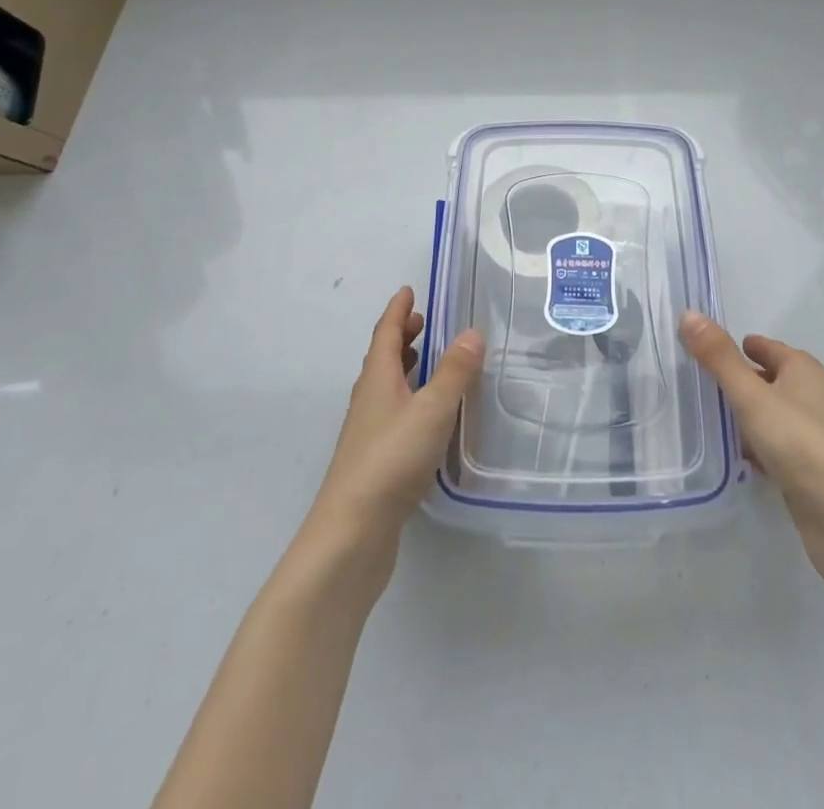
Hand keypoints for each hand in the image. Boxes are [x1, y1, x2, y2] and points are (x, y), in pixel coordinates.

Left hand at [302, 287, 485, 574]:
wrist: (352, 533)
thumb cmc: (391, 459)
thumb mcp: (432, 409)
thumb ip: (454, 372)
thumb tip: (472, 332)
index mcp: (377, 379)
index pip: (386, 334)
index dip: (398, 311)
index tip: (408, 290)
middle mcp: (368, 399)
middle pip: (383, 358)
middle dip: (402, 336)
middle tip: (423, 321)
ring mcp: (368, 432)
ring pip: (386, 386)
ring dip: (403, 366)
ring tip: (425, 360)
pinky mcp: (375, 460)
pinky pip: (392, 413)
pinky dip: (408, 398)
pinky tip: (425, 416)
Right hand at [680, 313, 823, 593]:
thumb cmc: (802, 446)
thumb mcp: (753, 397)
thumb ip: (719, 358)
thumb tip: (688, 314)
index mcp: (803, 370)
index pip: (765, 347)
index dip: (737, 345)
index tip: (701, 348)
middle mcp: (811, 396)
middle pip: (766, 379)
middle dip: (735, 380)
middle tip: (693, 381)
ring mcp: (811, 435)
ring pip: (768, 414)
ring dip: (742, 415)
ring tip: (702, 416)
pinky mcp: (807, 470)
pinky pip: (772, 446)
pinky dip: (753, 446)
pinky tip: (731, 455)